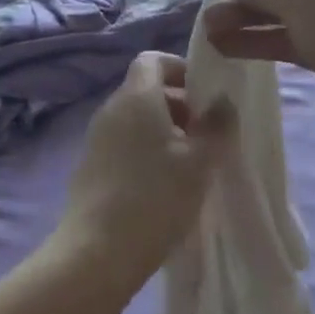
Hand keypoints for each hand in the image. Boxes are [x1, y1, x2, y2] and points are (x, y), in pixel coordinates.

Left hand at [53, 51, 232, 293]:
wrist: (96, 253)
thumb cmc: (154, 198)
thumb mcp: (199, 163)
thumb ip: (216, 127)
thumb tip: (223, 101)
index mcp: (136, 96)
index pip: (153, 59)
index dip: (179, 69)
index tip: (204, 95)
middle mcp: (112, 107)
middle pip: (146, 89)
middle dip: (179, 104)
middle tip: (206, 135)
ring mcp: (97, 136)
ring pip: (135, 117)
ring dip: (164, 130)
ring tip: (190, 164)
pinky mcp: (91, 165)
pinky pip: (123, 142)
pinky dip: (145, 150)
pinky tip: (163, 185)